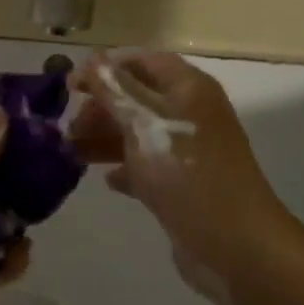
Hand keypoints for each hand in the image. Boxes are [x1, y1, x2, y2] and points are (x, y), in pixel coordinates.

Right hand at [72, 51, 288, 277]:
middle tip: (69, 126)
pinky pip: (147, 166)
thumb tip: (90, 59)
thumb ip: (113, 90)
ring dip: (105, 138)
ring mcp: (188, 150)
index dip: (106, 68)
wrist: (234, 245)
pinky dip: (125, 168)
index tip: (70, 84)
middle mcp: (190, 112)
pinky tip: (106, 180)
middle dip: (101, 107)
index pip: (143, 61)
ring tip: (71, 152)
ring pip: (138, 133)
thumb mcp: (143, 123)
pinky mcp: (184, 184)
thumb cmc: (186, 171)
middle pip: (137, 97)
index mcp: (187, 88)